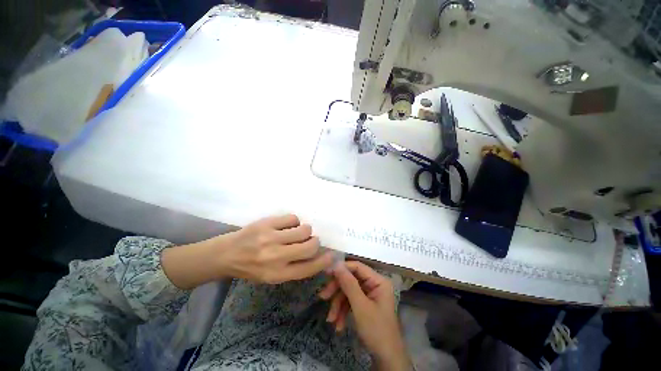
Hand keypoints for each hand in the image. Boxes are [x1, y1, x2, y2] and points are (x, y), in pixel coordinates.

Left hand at [162, 214, 333, 288]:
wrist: (226, 254)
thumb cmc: (251, 268)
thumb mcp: (272, 276)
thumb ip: (294, 267)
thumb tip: (317, 255)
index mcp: (277, 274)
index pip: (309, 268)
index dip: (323, 261)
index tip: (330, 254)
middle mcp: (275, 257)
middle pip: (310, 245)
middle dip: (315, 242)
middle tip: (310, 241)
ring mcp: (270, 238)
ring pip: (304, 229)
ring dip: (305, 231)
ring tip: (295, 233)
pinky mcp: (267, 223)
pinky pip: (293, 218)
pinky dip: (294, 222)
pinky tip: (286, 226)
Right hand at [319, 262, 410, 370]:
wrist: (386, 359)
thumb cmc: (376, 330)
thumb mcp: (360, 306)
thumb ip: (349, 284)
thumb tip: (337, 264)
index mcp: (378, 281)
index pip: (357, 267)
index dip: (342, 268)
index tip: (326, 273)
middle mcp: (374, 284)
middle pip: (351, 280)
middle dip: (337, 291)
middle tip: (323, 297)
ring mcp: (369, 295)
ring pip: (348, 292)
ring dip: (338, 305)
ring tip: (330, 319)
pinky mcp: (365, 304)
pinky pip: (351, 302)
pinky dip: (343, 312)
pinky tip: (338, 325)